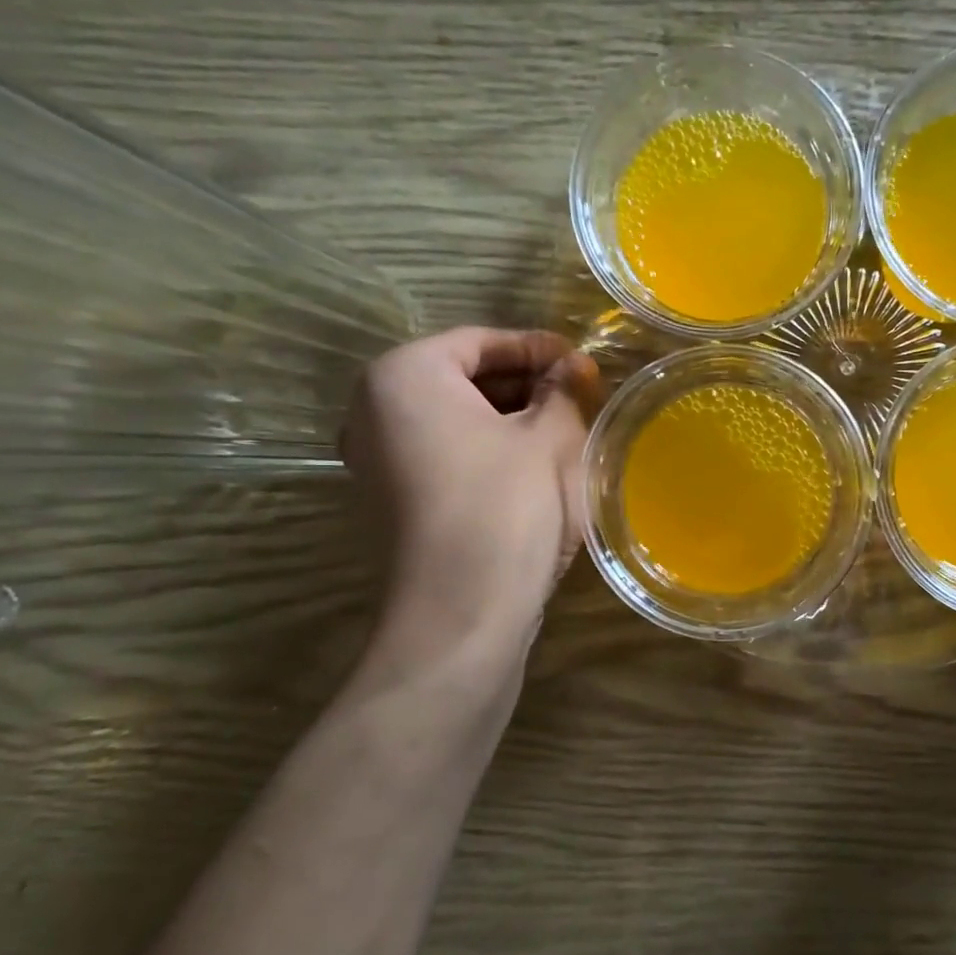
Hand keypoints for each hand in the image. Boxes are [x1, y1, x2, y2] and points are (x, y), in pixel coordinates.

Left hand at [342, 328, 599, 643]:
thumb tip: (572, 368)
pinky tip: (531, 466)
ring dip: (509, 418)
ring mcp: (375, 459)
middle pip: (461, 377)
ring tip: (564, 429)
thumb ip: (562, 390)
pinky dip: (487, 449)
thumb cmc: (507, 506)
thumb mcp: (550, 438)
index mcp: (404, 375)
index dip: (539, 347)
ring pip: (454, 418)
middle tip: (578, 395)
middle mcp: (373, 409)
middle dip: (524, 383)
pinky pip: (444, 453)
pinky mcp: (390, 500)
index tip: (583, 362)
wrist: (462, 613)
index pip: (480, 341)